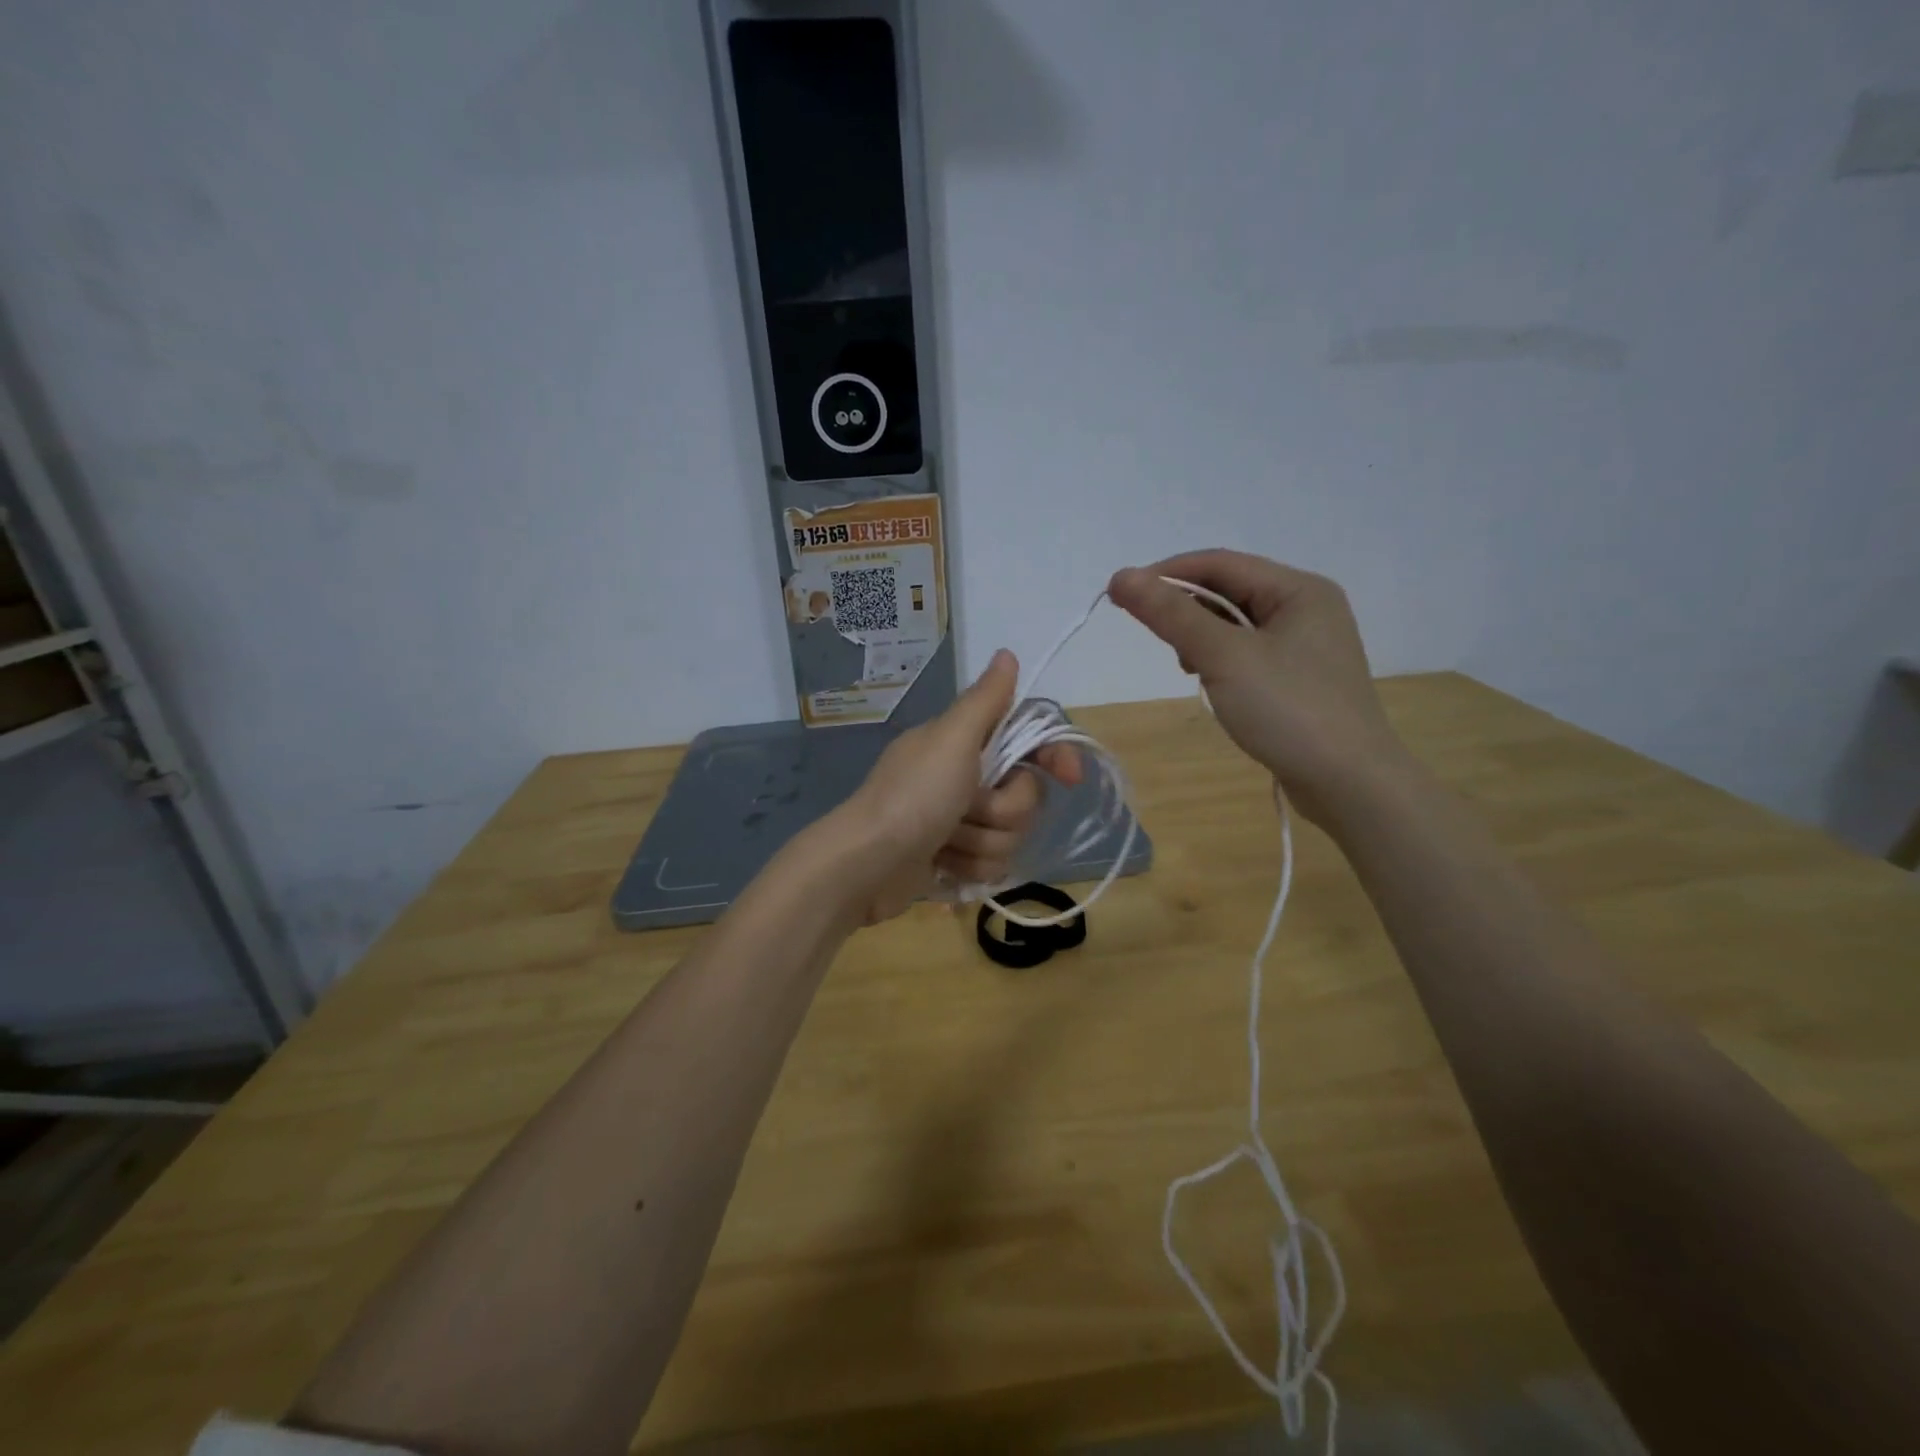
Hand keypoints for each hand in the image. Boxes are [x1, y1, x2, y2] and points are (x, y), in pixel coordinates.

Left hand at [824, 650, 1080, 923]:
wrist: (866, 865)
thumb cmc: (913, 796)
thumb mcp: (951, 739)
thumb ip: (985, 700)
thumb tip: (1007, 653)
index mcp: (966, 743)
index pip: (1029, 741)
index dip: (1054, 756)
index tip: (1070, 777)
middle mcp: (965, 777)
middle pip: (1025, 795)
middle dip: (1002, 810)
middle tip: (967, 809)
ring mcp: (959, 820)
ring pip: (1010, 835)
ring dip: (981, 843)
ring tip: (946, 842)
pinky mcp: (955, 859)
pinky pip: (992, 865)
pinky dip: (969, 868)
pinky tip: (942, 865)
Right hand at [1109, 550, 1408, 824]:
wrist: (1350, 784)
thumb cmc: (1288, 710)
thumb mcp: (1224, 657)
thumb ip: (1172, 615)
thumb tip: (1121, 577)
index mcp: (1298, 589)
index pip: (1219, 563)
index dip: (1165, 574)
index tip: (1120, 595)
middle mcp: (1307, 607)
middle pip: (1229, 590)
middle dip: (1184, 607)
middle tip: (1148, 631)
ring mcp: (1307, 645)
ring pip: (1236, 623)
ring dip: (1201, 636)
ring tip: (1186, 665)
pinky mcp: (1300, 678)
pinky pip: (1248, 652)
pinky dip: (1220, 659)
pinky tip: (1210, 682)